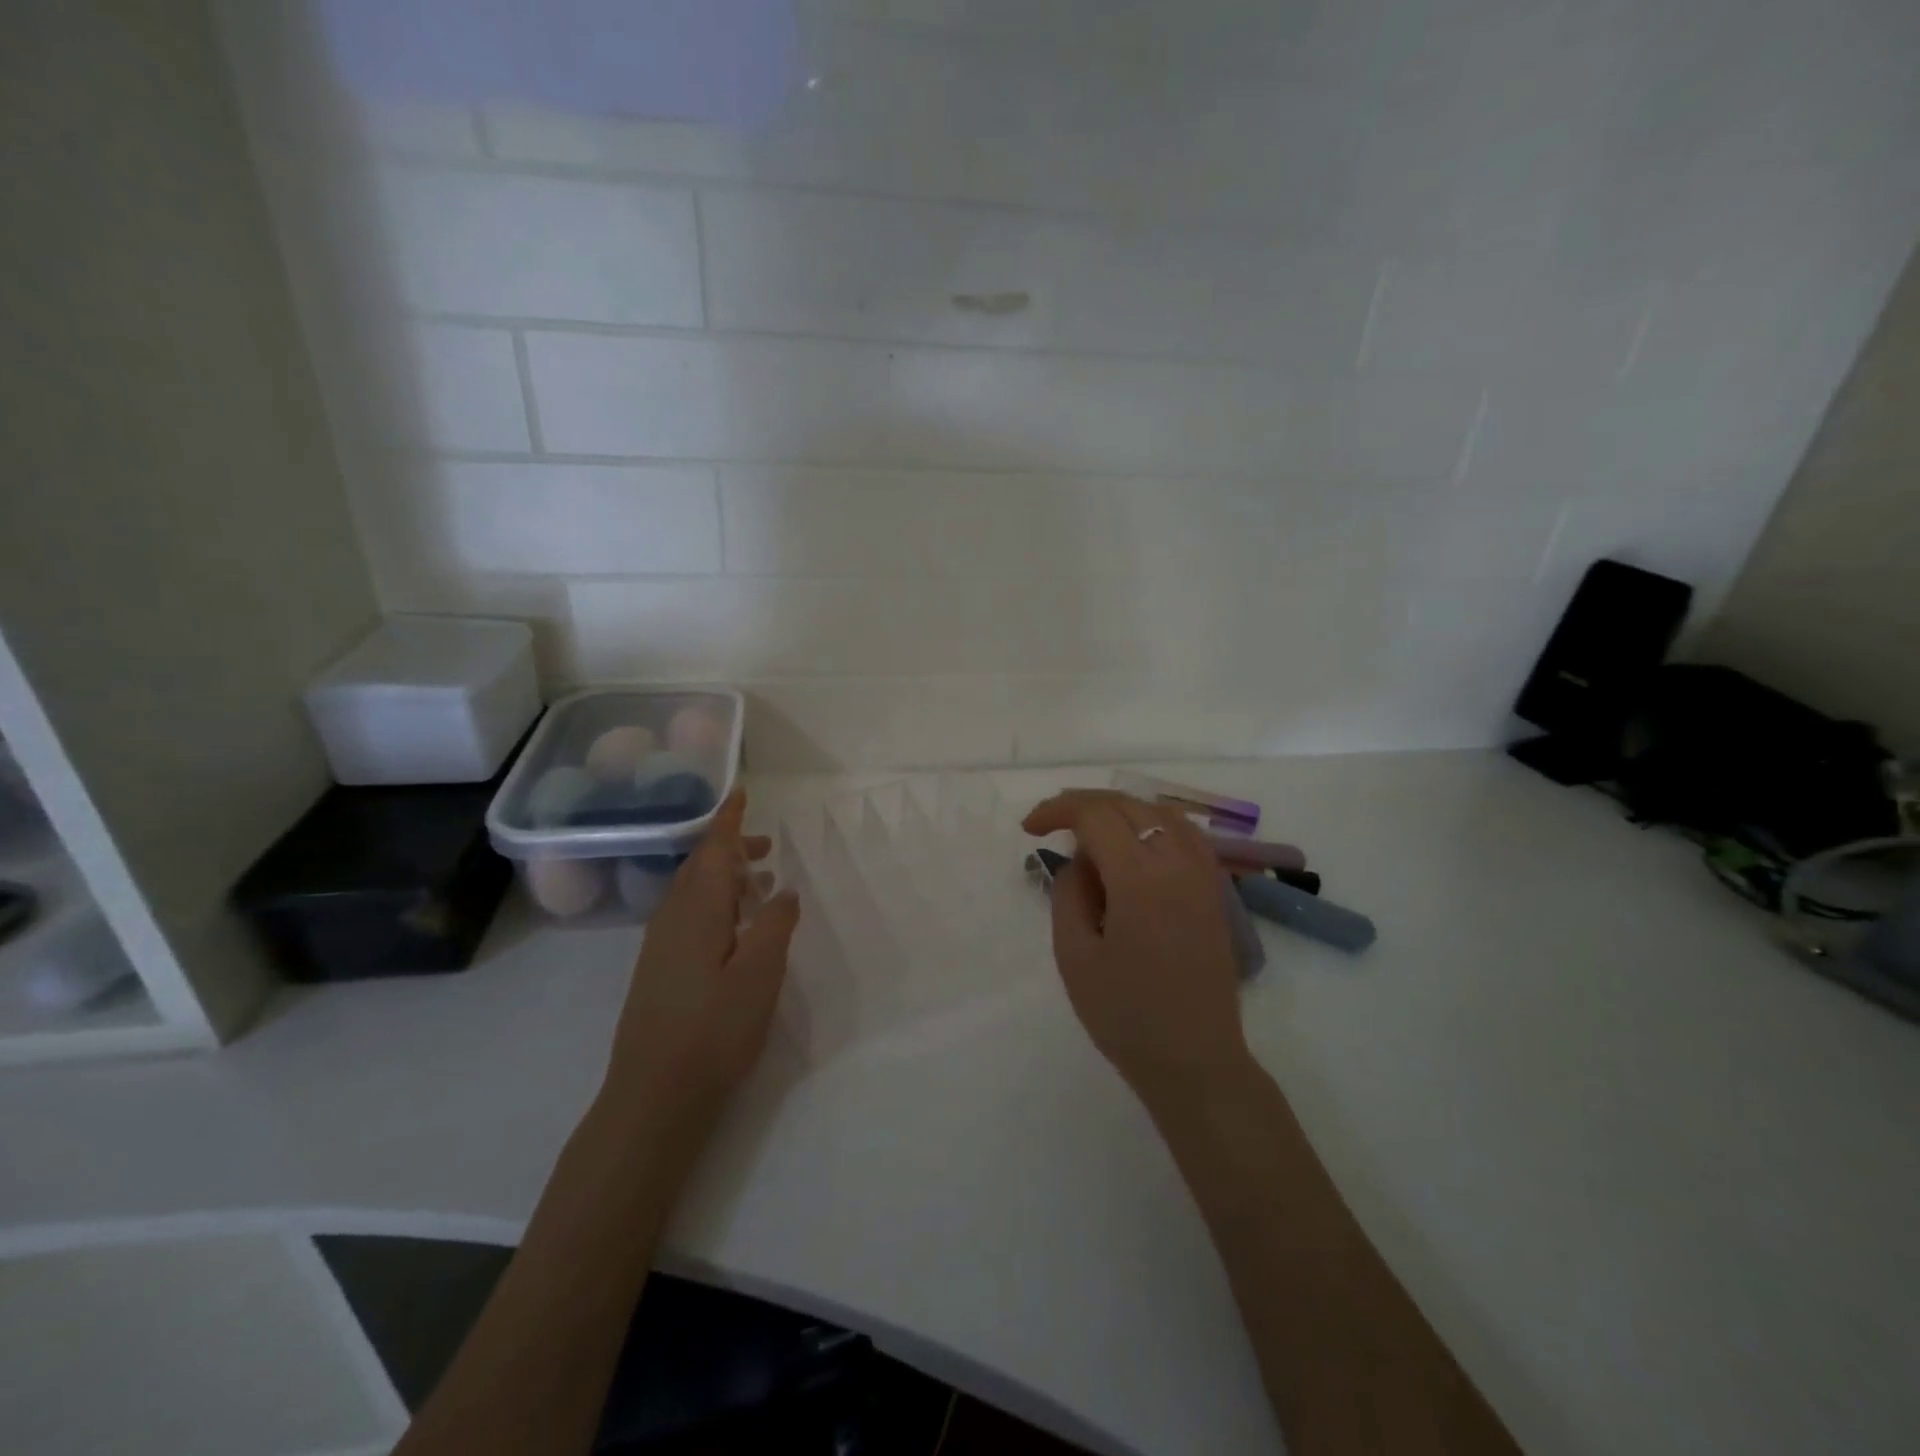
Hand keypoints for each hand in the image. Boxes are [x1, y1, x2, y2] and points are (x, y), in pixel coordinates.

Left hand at [600, 789, 799, 1146]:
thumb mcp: (759, 974)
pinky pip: (688, 917)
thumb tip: (783, 889)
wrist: (653, 1097)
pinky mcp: (658, 971)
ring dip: (725, 880)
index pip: (712, 850)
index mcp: (695, 910)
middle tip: (766, 848)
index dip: (728, 821)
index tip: (742, 793)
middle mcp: (671, 919)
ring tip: (759, 885)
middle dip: (730, 850)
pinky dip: (715, 905)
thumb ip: (774, 925)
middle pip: (699, 868)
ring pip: (692, 894)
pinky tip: (734, 929)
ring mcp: (659, 947)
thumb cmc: (713, 1030)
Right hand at [1023, 790, 1251, 1108]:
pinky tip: (1134, 845)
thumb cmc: (1126, 1015)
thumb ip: (1069, 894)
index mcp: (1139, 879)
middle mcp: (1177, 863)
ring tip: (1089, 831)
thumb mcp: (1074, 956)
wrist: (1195, 1060)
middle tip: (1051, 824)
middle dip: (1084, 805)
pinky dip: (1153, 824)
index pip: (1095, 816)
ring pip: (1160, 813)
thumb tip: (1078, 860)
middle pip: (1128, 805)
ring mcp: (1203, 875)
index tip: (1030, 829)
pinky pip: (1185, 834)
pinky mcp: (1214, 891)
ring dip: (1120, 811)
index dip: (1057, 810)